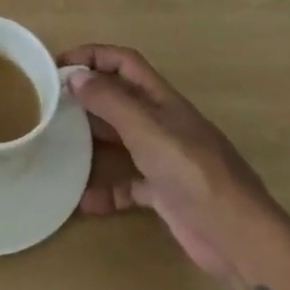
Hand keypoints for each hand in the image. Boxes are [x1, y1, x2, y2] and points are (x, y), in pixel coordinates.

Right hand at [60, 43, 269, 273]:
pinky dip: (107, 190)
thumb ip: (110, 100)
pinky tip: (84, 201)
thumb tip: (75, 75)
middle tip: (53, 102)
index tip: (59, 63)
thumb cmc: (191, 170)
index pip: (124, 62)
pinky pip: (129, 185)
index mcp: (161, 99)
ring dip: (94, 140)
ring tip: (60, 143)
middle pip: (120, 98)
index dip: (93, 55)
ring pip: (122, 139)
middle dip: (88, 95)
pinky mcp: (165, 194)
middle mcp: (162, 122)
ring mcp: (164, 158)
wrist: (236, 234)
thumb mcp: (146, 128)